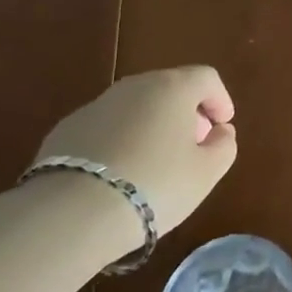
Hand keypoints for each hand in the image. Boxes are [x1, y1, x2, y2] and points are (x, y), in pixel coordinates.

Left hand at [35, 66, 235, 232]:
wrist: (72, 213)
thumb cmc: (154, 186)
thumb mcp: (205, 173)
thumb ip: (224, 146)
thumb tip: (220, 131)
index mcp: (173, 87)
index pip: (206, 78)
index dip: (220, 99)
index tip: (222, 126)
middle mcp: (135, 86)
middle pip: (169, 88)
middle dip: (185, 112)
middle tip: (191, 146)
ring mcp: (97, 104)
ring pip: (135, 107)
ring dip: (151, 125)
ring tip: (153, 163)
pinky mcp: (67, 128)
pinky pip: (106, 127)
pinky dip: (119, 141)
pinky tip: (117, 174)